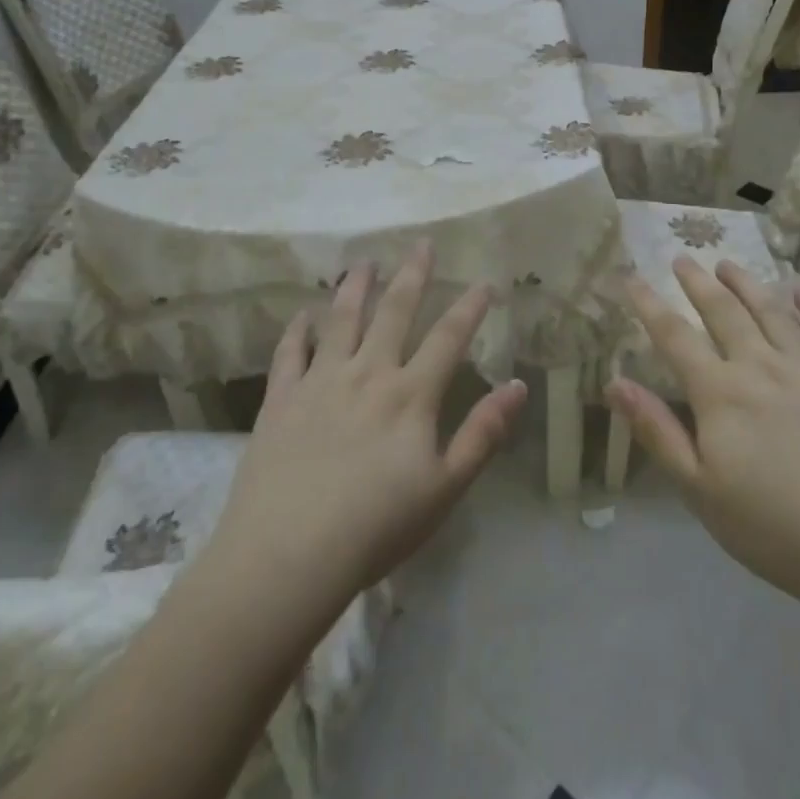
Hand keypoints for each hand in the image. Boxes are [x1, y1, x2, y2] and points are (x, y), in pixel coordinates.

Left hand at [209, 242, 527, 607]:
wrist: (288, 555)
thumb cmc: (376, 527)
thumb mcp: (445, 488)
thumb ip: (483, 434)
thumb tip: (518, 386)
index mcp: (410, 395)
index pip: (448, 338)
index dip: (470, 307)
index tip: (484, 282)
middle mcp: (367, 373)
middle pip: (394, 312)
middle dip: (412, 275)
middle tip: (421, 244)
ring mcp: (320, 381)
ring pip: (341, 320)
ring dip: (355, 287)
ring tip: (364, 262)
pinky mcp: (281, 399)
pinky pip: (290, 352)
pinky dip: (298, 329)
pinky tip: (303, 314)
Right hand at [606, 258, 799, 613]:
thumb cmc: (775, 529)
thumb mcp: (700, 490)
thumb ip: (658, 432)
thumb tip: (614, 383)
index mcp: (721, 393)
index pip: (674, 336)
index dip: (649, 304)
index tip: (631, 277)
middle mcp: (762, 366)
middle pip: (723, 312)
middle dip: (698, 282)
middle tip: (682, 258)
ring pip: (772, 312)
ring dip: (747, 284)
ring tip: (728, 264)